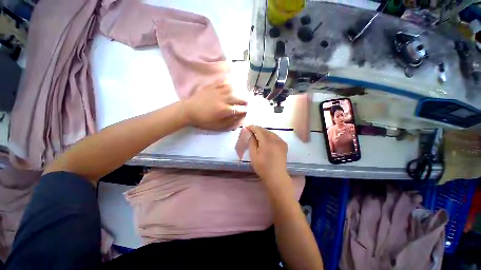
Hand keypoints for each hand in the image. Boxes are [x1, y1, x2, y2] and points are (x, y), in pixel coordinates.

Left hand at [183, 80, 246, 129]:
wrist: (188, 110)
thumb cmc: (203, 120)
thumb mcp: (217, 125)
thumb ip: (229, 122)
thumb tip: (239, 118)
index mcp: (224, 110)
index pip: (239, 109)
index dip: (244, 110)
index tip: (247, 111)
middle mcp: (223, 99)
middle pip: (238, 98)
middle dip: (244, 101)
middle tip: (247, 102)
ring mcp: (217, 91)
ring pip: (232, 89)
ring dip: (239, 91)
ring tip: (242, 93)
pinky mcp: (212, 86)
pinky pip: (222, 82)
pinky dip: (228, 81)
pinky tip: (232, 82)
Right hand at [246, 125, 291, 190]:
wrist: (276, 176)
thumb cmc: (262, 167)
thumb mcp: (253, 155)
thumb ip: (252, 142)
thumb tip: (250, 134)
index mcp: (267, 142)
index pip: (259, 130)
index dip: (252, 127)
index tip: (246, 127)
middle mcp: (275, 139)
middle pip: (265, 130)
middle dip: (257, 129)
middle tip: (251, 131)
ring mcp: (281, 142)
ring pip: (271, 132)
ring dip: (263, 132)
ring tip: (257, 135)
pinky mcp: (284, 145)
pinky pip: (275, 136)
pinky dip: (270, 136)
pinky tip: (266, 139)